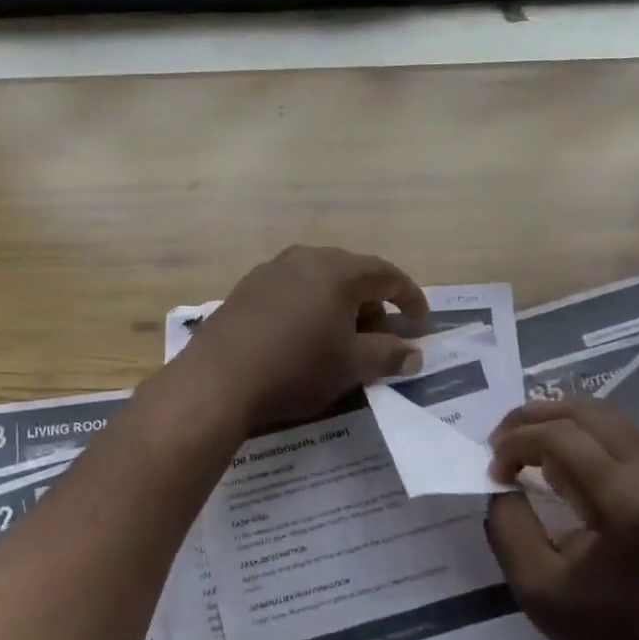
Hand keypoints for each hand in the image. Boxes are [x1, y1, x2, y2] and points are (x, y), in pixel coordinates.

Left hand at [180, 246, 429, 431]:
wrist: (217, 380)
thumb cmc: (296, 368)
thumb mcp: (351, 366)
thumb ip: (388, 355)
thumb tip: (414, 355)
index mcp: (337, 271)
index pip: (386, 274)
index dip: (409, 297)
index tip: (421, 321)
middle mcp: (305, 259)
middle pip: (352, 274)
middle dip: (373, 303)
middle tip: (381, 336)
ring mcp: (271, 270)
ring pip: (320, 281)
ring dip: (340, 306)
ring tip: (342, 339)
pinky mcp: (247, 288)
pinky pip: (292, 290)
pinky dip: (310, 307)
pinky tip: (304, 336)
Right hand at [485, 398, 638, 639]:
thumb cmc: (607, 631)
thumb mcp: (536, 588)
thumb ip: (508, 526)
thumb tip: (503, 483)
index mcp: (624, 502)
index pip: (561, 437)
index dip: (517, 442)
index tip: (494, 471)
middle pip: (586, 411)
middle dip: (534, 416)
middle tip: (501, 441)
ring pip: (606, 414)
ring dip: (558, 419)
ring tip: (525, 442)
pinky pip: (620, 433)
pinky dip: (581, 431)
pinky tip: (557, 457)